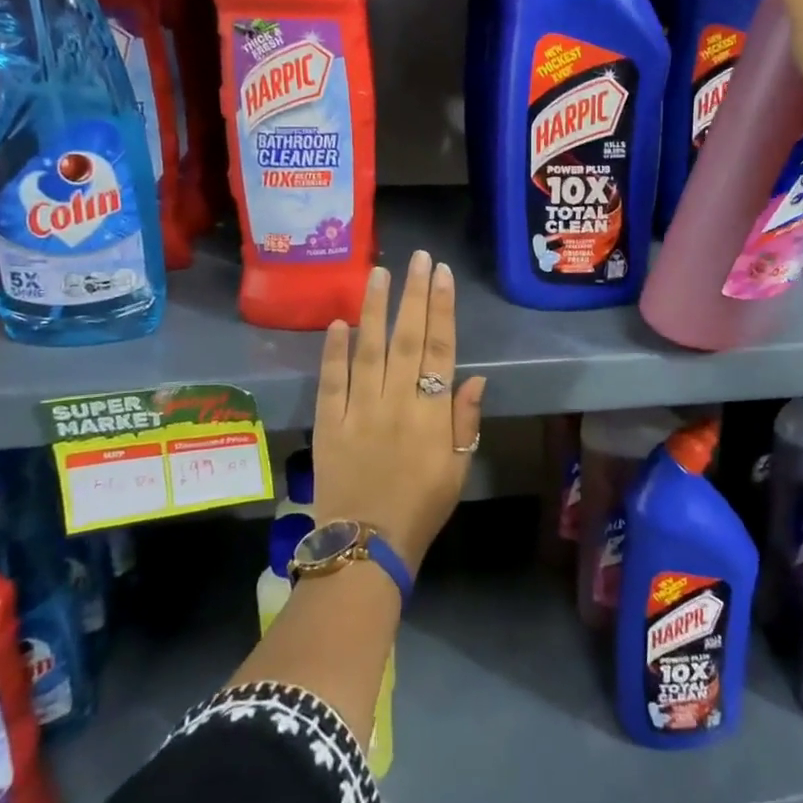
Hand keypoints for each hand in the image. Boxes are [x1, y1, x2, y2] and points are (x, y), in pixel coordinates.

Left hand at [311, 251, 487, 574]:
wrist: (367, 545)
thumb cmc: (422, 507)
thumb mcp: (458, 468)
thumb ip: (465, 420)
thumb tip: (474, 376)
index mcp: (431, 414)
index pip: (440, 349)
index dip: (442, 309)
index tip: (441, 275)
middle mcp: (396, 402)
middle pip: (407, 339)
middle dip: (413, 295)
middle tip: (416, 258)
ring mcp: (358, 411)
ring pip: (368, 350)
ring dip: (374, 309)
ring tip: (378, 272)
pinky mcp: (328, 424)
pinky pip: (330, 381)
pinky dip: (333, 351)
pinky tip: (338, 323)